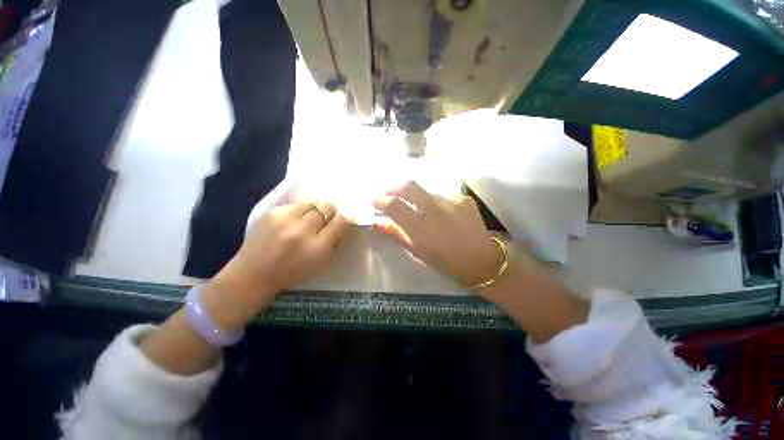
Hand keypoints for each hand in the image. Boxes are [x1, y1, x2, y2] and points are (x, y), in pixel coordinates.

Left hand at [140, 202, 348, 375]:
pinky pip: (294, 206)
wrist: (253, 274)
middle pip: (326, 206)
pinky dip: (298, 212)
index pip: (339, 221)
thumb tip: (341, 221)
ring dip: (314, 210)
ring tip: (308, 219)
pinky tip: (292, 222)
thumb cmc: (292, 272)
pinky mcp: (270, 213)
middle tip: (327, 218)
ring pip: (311, 202)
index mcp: (318, 247)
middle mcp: (302, 230)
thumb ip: (332, 240)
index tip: (343, 218)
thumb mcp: (319, 262)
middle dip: (330, 211)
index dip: (344, 218)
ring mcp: (284, 219)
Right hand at [372, 181, 504, 288]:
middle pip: (408, 185)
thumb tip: (376, 222)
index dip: (380, 200)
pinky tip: (436, 211)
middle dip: (393, 186)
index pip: (394, 205)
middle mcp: (435, 209)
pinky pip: (440, 194)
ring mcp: (451, 200)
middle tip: (386, 193)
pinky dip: (432, 200)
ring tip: (413, 205)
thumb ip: (396, 233)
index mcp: (422, 227)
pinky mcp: (462, 197)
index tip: (373, 200)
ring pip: (424, 189)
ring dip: (414, 195)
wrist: (482, 260)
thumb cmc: (445, 261)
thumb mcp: (417, 251)